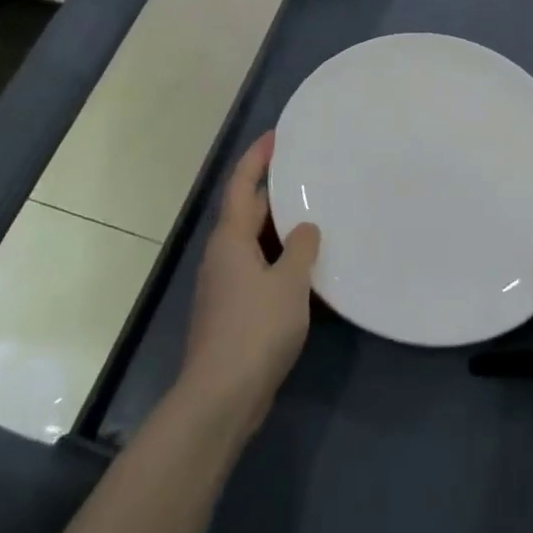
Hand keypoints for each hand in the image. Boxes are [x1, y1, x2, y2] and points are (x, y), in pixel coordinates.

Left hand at [178, 132, 320, 435]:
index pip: (241, 185)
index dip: (257, 158)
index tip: (276, 135)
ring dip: (278, 226)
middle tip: (305, 170)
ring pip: (253, 241)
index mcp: (230, 239)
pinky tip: (303, 266)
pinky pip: (258, 268)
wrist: (221, 397)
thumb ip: (301, 248)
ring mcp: (224, 285)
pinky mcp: (232, 311)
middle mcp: (222, 255)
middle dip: (271, 189)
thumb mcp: (289, 283)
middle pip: (246, 210)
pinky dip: (278, 257)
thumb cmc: (255, 329)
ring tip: (312, 212)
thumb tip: (306, 228)